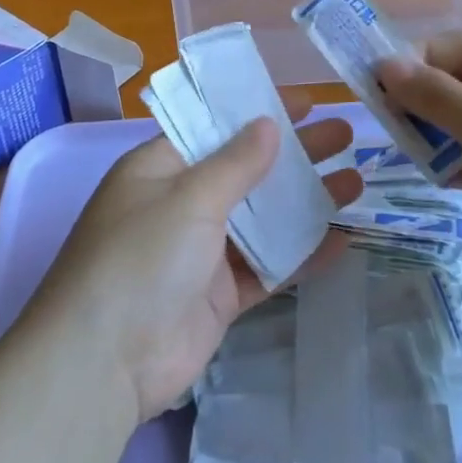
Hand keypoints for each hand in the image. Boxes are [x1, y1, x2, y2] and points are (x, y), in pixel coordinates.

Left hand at [29, 92, 361, 421]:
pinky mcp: (219, 295)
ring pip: (263, 218)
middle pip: (248, 170)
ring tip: (356, 182)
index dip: (260, 112)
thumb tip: (268, 125)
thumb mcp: (187, 198)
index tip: (308, 100)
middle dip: (295, 153)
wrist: (105, 362)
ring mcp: (202, 251)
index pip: (217, 128)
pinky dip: (302, 253)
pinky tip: (343, 239)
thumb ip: (234, 164)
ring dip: (306, 201)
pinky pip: (267, 266)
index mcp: (162, 168)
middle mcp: (182, 203)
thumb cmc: (140, 258)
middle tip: (345, 135)